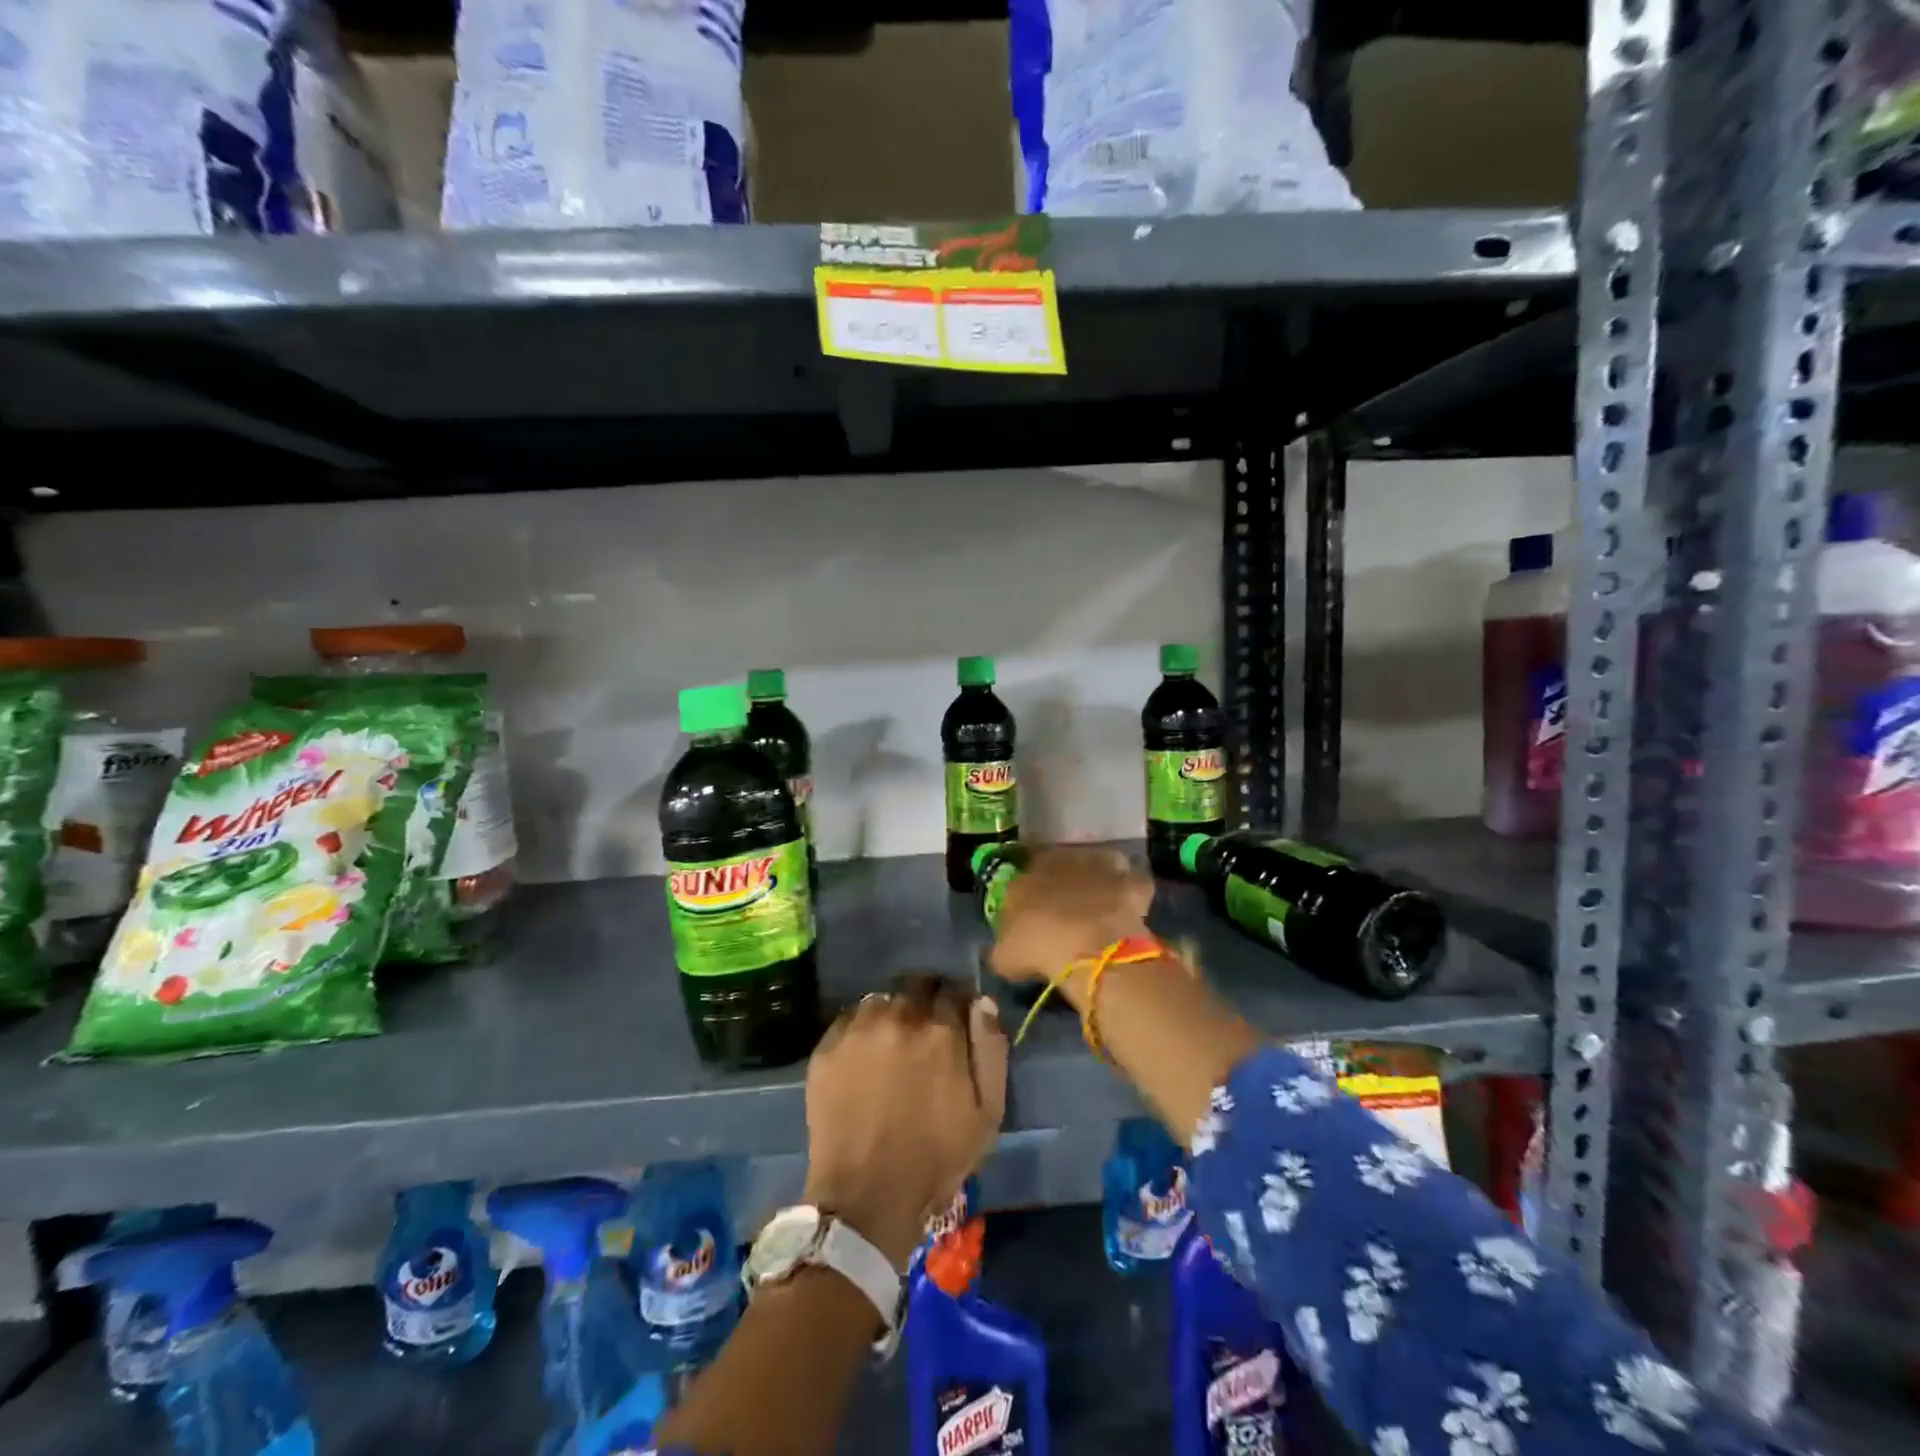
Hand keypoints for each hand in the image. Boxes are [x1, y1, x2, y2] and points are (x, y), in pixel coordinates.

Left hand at [803, 975, 1008, 1267]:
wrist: (865, 1198)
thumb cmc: (936, 1159)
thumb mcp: (987, 1113)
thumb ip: (991, 1050)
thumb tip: (983, 1002)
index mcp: (942, 1030)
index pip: (954, 989)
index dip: (958, 1002)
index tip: (957, 1020)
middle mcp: (900, 1016)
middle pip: (917, 985)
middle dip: (926, 1000)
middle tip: (925, 1033)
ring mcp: (859, 1029)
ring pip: (883, 999)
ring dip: (893, 1013)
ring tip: (892, 1044)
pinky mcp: (827, 1046)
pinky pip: (851, 1020)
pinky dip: (862, 1030)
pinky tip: (864, 1058)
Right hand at [988, 846, 1153, 988]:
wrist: (1085, 946)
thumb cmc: (1036, 946)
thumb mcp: (1004, 955)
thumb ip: (1004, 945)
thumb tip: (1006, 949)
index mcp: (1027, 872)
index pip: (1025, 866)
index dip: (1031, 884)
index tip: (1033, 902)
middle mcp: (1063, 859)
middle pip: (1064, 862)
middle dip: (1065, 879)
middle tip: (1067, 905)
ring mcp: (1099, 866)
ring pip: (1100, 862)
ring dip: (1100, 878)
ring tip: (1101, 903)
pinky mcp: (1130, 881)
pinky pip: (1132, 882)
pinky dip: (1132, 892)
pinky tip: (1130, 909)